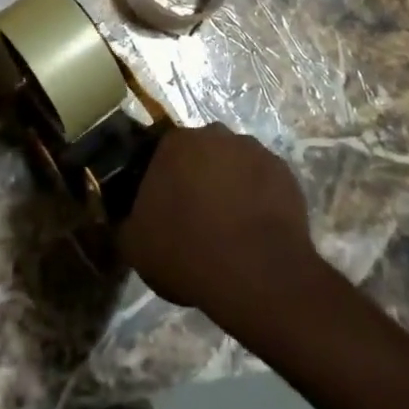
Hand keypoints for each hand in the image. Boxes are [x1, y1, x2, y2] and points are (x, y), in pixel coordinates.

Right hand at [119, 123, 322, 326]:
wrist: (257, 273)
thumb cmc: (188, 253)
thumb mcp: (135, 245)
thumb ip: (125, 220)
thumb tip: (125, 214)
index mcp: (174, 143)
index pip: (162, 153)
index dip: (163, 180)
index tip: (164, 208)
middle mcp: (214, 134)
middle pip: (200, 154)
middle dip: (197, 177)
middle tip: (196, 217)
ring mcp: (253, 149)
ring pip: (233, 164)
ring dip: (229, 185)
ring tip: (229, 227)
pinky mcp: (284, 171)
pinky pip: (263, 180)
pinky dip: (258, 197)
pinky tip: (255, 230)